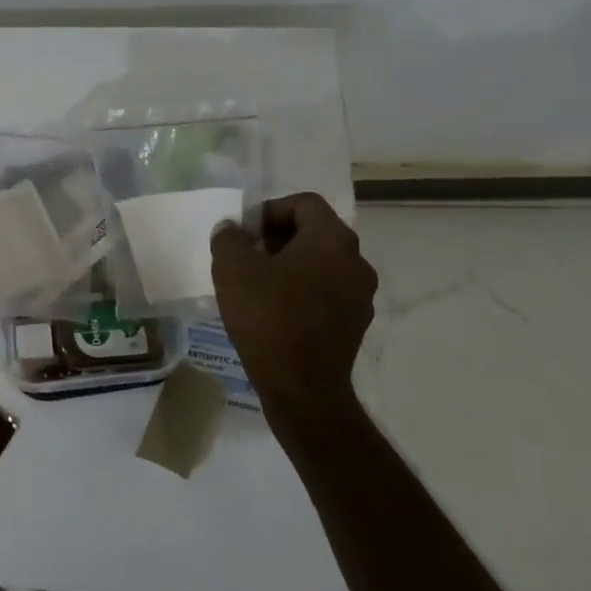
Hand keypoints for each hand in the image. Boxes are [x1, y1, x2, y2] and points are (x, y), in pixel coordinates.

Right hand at [209, 193, 377, 433]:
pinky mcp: (355, 324)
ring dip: (289, 266)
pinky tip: (274, 312)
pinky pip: (326, 292)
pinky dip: (301, 291)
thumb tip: (234, 230)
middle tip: (246, 258)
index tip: (245, 236)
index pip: (303, 203)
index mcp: (333, 240)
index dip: (269, 211)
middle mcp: (356, 261)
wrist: (302, 387)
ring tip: (256, 286)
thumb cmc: (268, 317)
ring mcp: (361, 295)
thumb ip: (229, 238)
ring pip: (321, 263)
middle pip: (314, 232)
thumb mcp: (232, 268)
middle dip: (277, 239)